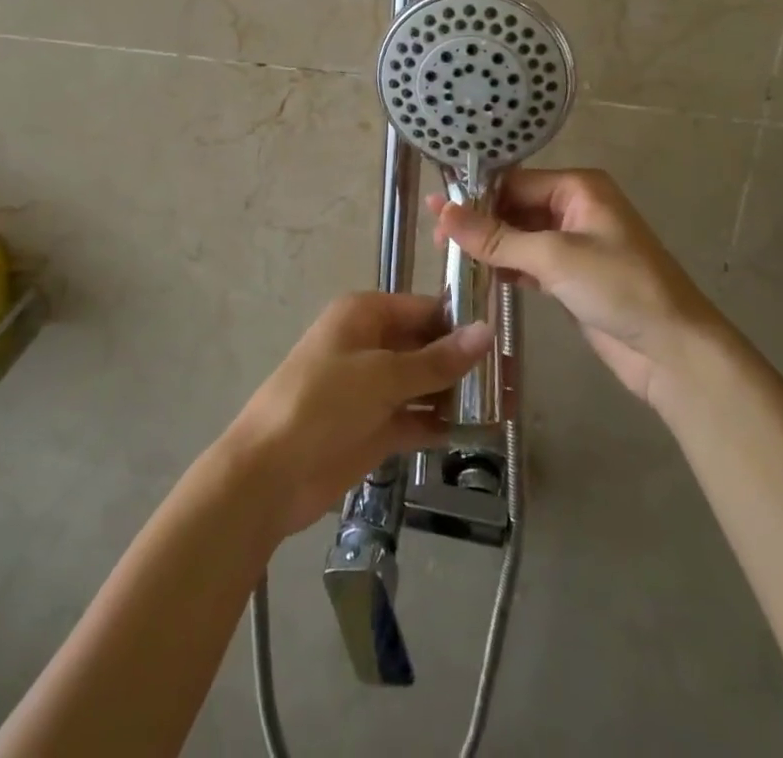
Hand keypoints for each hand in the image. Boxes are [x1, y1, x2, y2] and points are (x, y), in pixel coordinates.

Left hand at [221, 293, 492, 536]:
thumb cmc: (322, 403)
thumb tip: (486, 331)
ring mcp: (372, 388)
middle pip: (427, 346)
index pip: (425, 309)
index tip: (506, 338)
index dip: (462, 322)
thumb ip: (436, 360)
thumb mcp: (382, 375)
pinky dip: (439, 423)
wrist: (269, 473)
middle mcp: (371, 344)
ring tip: (505, 406)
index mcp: (365, 315)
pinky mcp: (374, 427)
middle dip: (464, 362)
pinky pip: (415, 417)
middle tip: (513, 378)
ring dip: (457, 395)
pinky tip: (475, 433)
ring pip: (424, 383)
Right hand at [433, 168, 720, 407]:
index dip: (475, 197)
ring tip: (452, 260)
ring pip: (520, 236)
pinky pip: (531, 261)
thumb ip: (495, 237)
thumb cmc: (619, 288)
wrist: (673, 351)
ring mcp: (575, 243)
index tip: (436, 215)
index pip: (514, 181)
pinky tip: (482, 277)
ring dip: (491, 247)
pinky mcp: (573, 276)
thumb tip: (441, 211)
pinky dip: (508, 267)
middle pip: (515, 207)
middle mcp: (575, 207)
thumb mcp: (553, 257)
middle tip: (440, 244)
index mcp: (578, 188)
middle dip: (480, 223)